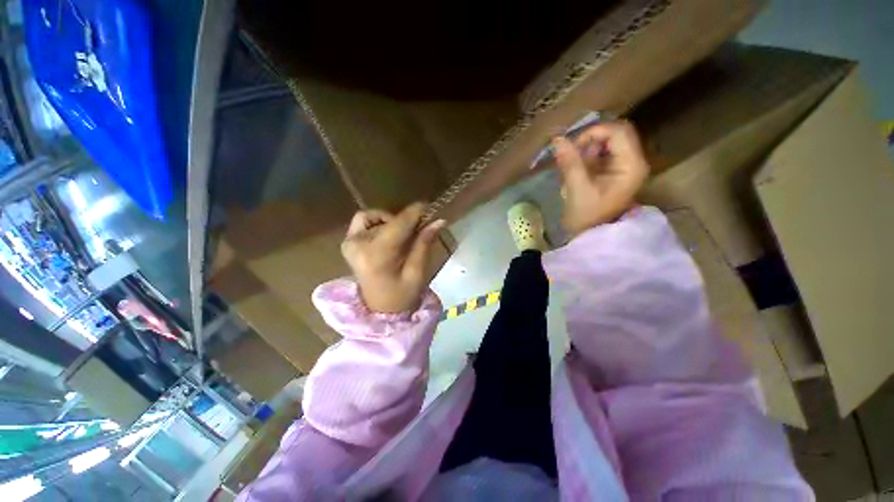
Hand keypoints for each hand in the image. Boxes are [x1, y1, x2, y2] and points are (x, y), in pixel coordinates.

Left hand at [341, 203, 446, 312]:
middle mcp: (358, 245)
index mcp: (376, 256)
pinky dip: (377, 222)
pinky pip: (363, 221)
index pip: (398, 224)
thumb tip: (440, 220)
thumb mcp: (417, 273)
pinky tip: (388, 235)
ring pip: (373, 216)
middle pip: (387, 220)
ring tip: (403, 235)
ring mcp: (349, 243)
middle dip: (406, 221)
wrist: (379, 309)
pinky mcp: (348, 242)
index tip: (429, 207)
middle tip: (420, 229)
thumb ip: (424, 244)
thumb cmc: (401, 296)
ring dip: (391, 221)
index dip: (415, 213)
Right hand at [552, 120, 649, 235]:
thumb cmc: (587, 215)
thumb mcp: (577, 189)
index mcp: (631, 165)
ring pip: (608, 141)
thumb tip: (557, 139)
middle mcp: (633, 160)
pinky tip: (577, 168)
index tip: (572, 146)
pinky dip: (587, 155)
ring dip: (587, 148)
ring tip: (572, 164)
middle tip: (572, 152)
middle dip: (590, 139)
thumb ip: (570, 162)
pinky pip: (602, 152)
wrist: (592, 234)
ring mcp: (625, 165)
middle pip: (615, 133)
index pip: (618, 131)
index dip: (594, 132)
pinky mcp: (615, 170)